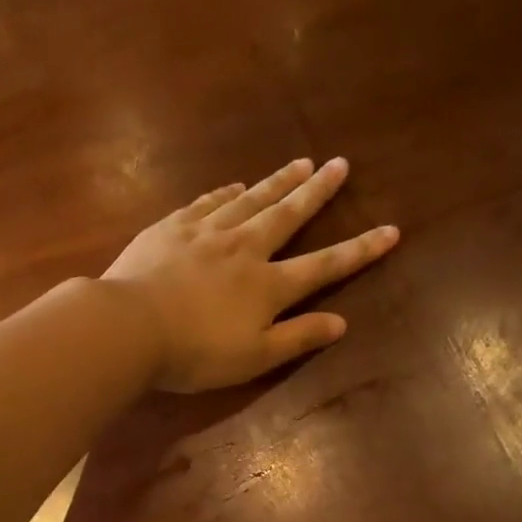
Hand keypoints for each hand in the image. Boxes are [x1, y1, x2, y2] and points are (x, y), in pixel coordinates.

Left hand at [101, 158, 398, 392]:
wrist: (130, 326)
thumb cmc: (195, 353)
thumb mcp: (254, 358)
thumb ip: (298, 338)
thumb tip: (341, 322)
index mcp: (267, 286)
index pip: (324, 265)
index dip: (359, 250)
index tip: (390, 229)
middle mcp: (243, 249)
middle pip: (287, 215)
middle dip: (317, 191)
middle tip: (339, 164)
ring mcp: (205, 233)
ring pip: (250, 200)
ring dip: (277, 182)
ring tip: (300, 162)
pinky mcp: (171, 228)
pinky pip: (207, 203)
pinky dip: (225, 193)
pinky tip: (234, 186)